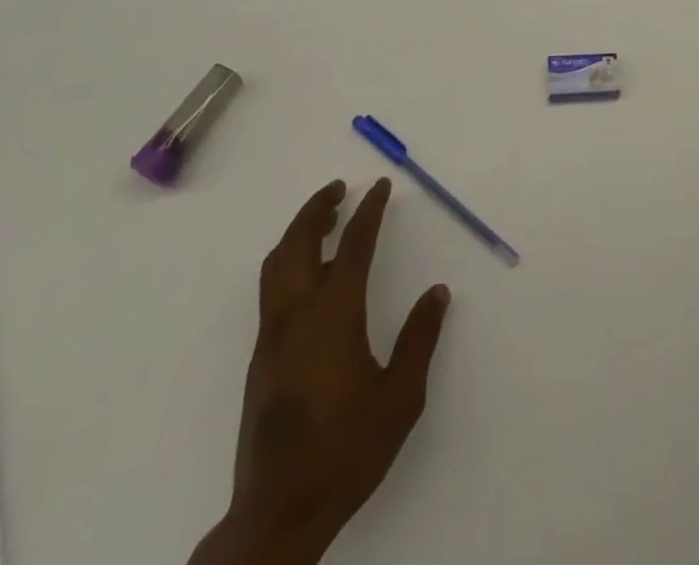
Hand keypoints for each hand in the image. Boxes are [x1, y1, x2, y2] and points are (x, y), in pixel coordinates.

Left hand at [189, 178, 450, 564]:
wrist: (278, 512)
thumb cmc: (347, 452)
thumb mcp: (401, 398)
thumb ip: (420, 339)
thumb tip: (437, 293)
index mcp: (334, 316)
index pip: (354, 245)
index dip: (369, 211)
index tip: (380, 186)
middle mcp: (297, 315)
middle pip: (298, 243)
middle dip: (318, 209)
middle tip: (339, 189)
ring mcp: (273, 337)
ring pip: (276, 265)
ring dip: (298, 233)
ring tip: (322, 220)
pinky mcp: (261, 359)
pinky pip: (271, 290)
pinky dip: (287, 262)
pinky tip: (309, 276)